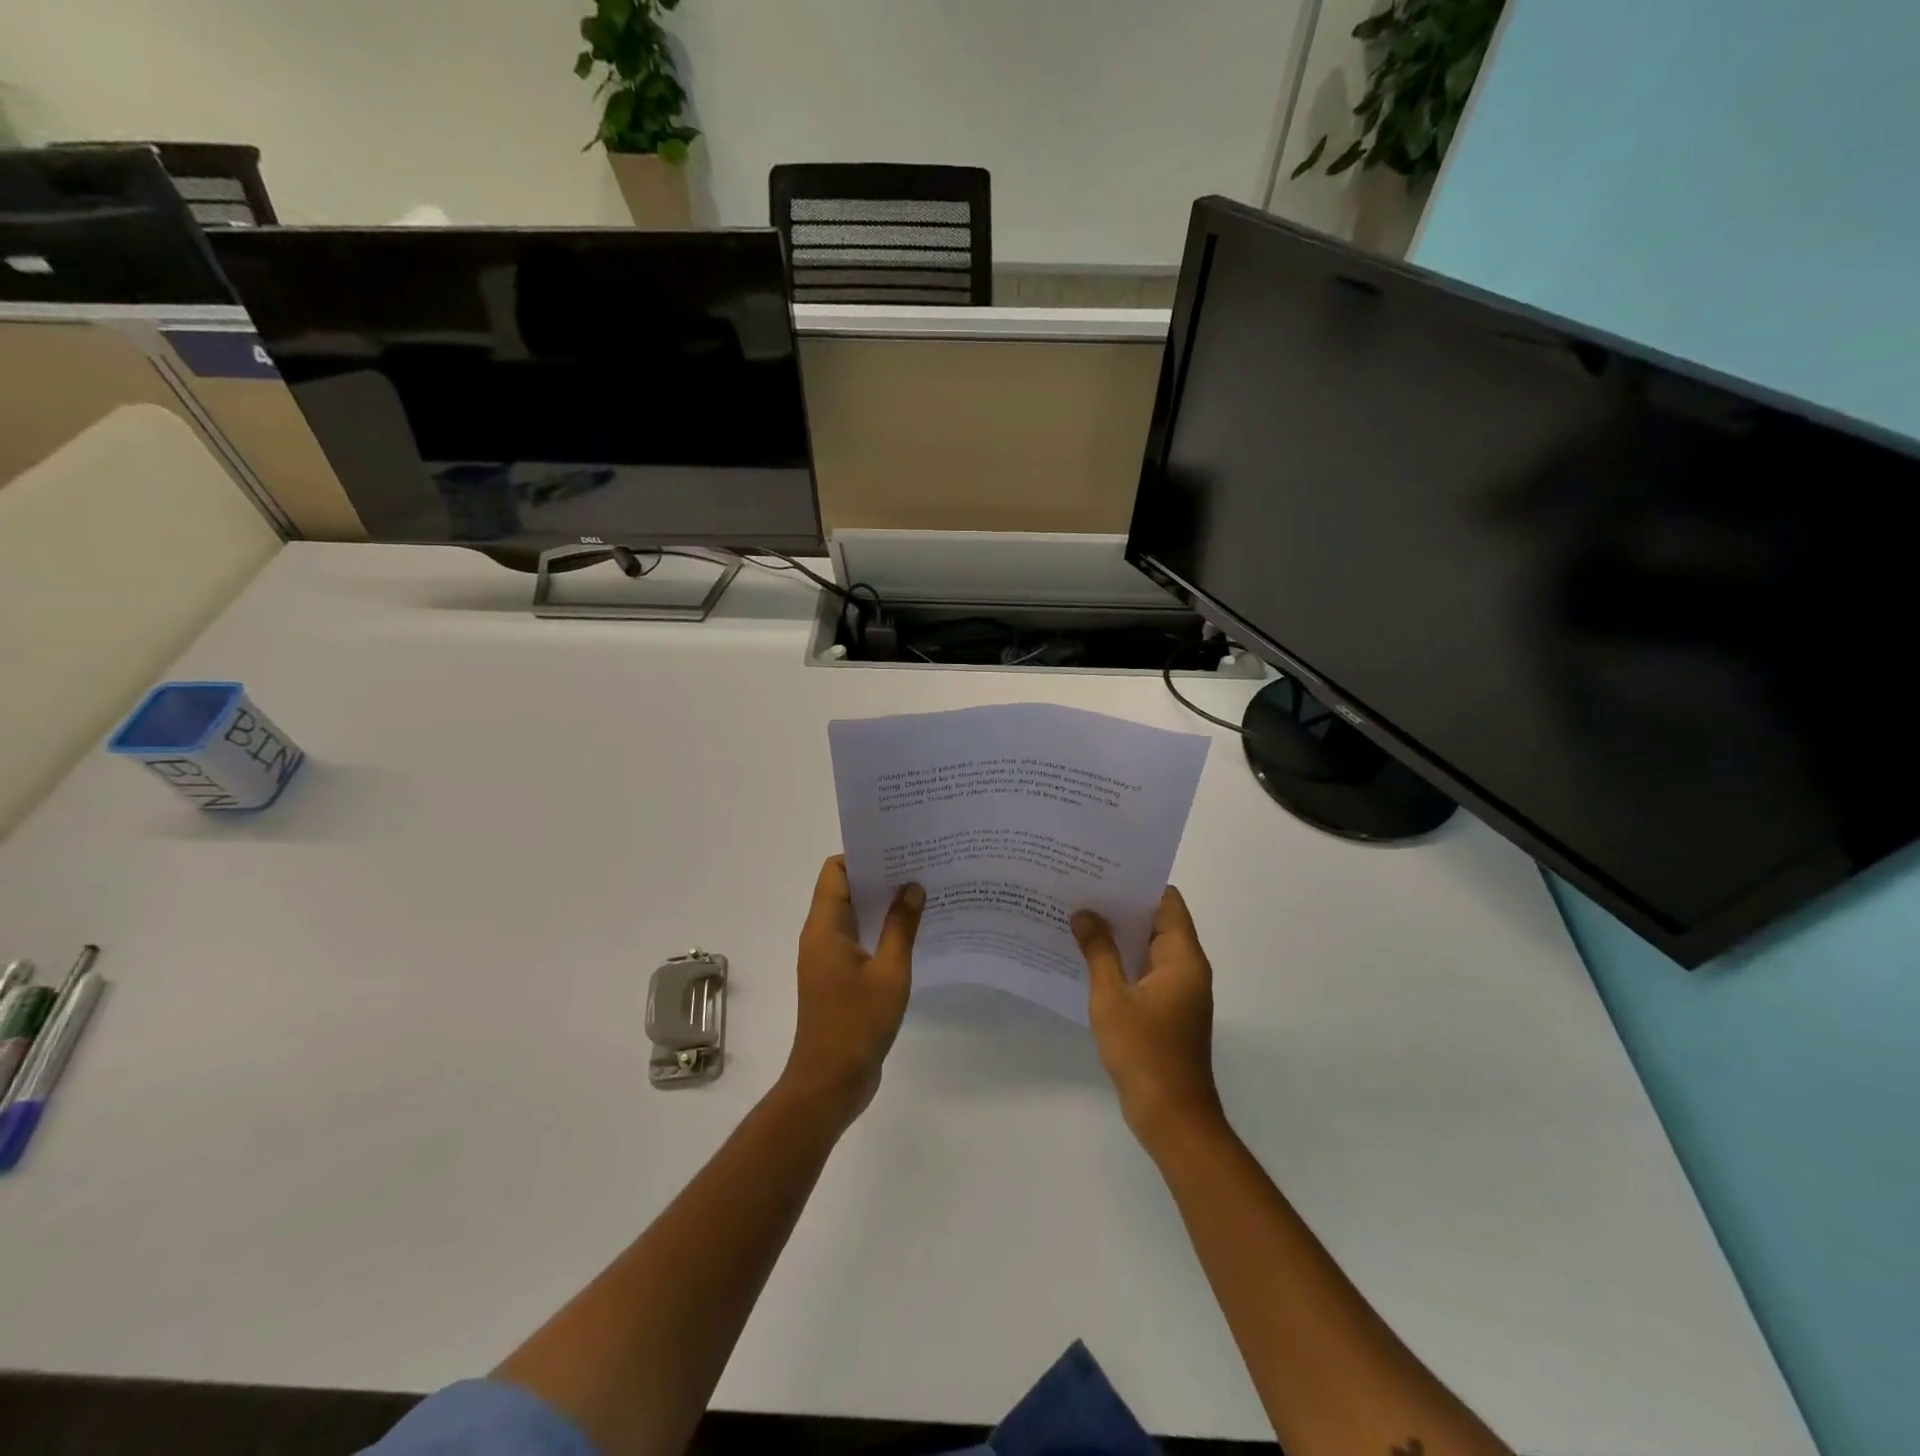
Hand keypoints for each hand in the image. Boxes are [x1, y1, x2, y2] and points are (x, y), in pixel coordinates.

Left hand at [781, 856, 923, 1125]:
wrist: (830, 1082)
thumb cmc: (857, 1023)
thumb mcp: (889, 972)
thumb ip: (901, 927)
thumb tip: (912, 887)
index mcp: (825, 928)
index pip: (836, 871)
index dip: (863, 855)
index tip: (898, 849)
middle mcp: (821, 937)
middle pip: (845, 890)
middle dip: (879, 876)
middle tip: (919, 866)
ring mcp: (828, 959)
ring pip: (854, 917)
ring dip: (882, 905)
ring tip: (922, 892)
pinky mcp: (838, 979)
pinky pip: (859, 941)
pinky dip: (881, 931)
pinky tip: (913, 932)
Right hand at [1073, 887, 1222, 1149]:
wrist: (1172, 1117)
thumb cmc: (1145, 1052)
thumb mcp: (1112, 998)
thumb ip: (1098, 952)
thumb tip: (1084, 913)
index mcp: (1183, 958)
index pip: (1166, 902)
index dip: (1138, 883)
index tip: (1103, 871)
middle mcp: (1186, 968)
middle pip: (1157, 922)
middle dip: (1121, 906)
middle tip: (1081, 889)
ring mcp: (1178, 991)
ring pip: (1148, 948)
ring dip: (1119, 935)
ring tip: (1078, 917)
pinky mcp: (1167, 1010)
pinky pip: (1144, 972)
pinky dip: (1121, 961)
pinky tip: (1088, 958)